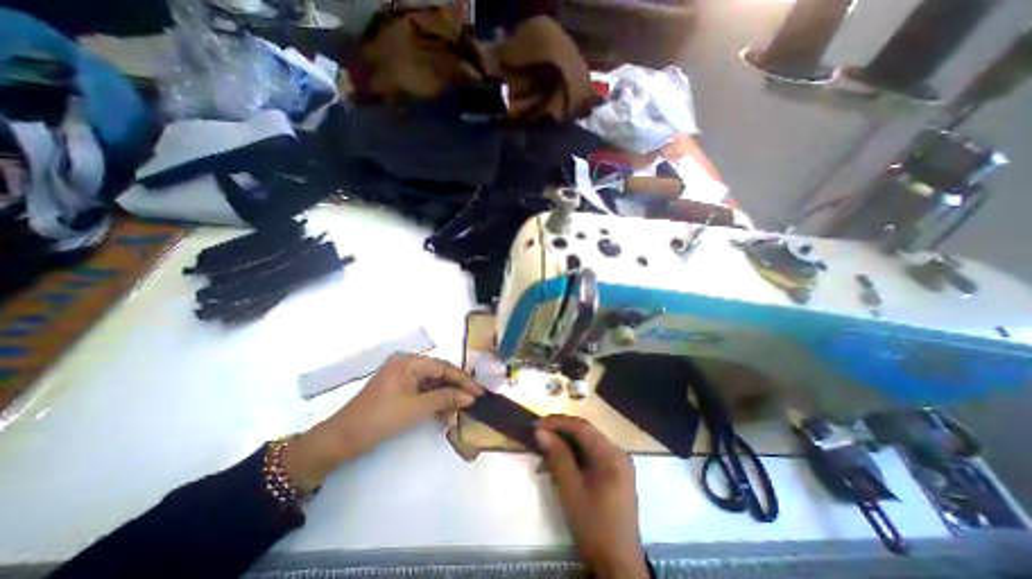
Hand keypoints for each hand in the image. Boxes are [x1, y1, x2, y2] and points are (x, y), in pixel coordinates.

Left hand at [280, 356, 483, 491]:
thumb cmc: (380, 419)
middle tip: (474, 400)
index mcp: (409, 362)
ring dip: (446, 396)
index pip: (443, 367)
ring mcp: (402, 377)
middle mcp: (406, 364)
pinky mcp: (398, 389)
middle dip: (456, 388)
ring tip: (461, 409)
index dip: (463, 380)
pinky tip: (444, 413)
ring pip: (432, 383)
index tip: (479, 392)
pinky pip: (422, 391)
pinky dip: (434, 401)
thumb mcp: (416, 408)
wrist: (342, 440)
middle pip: (439, 373)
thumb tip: (471, 397)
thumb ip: (445, 398)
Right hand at [535, 416, 645, 578]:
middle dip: (560, 433)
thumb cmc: (594, 525)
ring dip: (564, 447)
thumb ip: (557, 456)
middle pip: (585, 434)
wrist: (617, 566)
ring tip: (543, 453)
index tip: (536, 425)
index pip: (582, 427)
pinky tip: (557, 466)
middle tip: (538, 436)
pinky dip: (573, 459)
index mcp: (612, 454)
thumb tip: (541, 432)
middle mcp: (617, 454)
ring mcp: (617, 466)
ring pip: (586, 446)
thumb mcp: (571, 489)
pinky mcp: (613, 477)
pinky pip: (590, 458)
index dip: (558, 422)